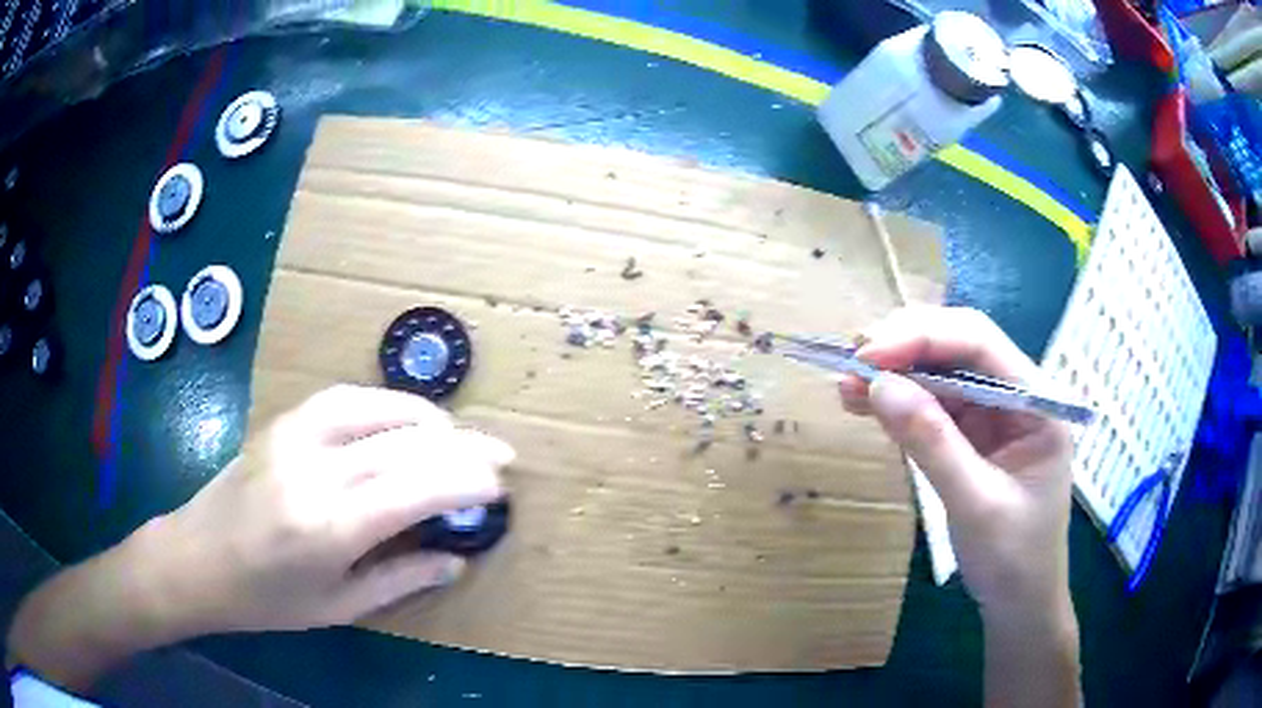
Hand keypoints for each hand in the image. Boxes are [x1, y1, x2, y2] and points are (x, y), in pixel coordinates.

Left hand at [9, 385, 513, 689]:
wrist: (195, 558)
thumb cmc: (265, 600)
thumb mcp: (337, 607)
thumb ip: (401, 580)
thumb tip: (454, 559)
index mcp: (328, 527)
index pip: (415, 489)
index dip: (465, 481)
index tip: (500, 485)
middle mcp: (314, 471)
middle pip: (404, 445)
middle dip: (461, 447)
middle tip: (502, 454)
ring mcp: (294, 437)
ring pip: (377, 410)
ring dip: (429, 419)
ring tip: (460, 436)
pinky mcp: (282, 423)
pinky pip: (345, 399)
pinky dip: (387, 404)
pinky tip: (406, 418)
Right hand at [838, 307, 1073, 614]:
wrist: (1019, 602)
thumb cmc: (1013, 559)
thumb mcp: (976, 505)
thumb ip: (933, 444)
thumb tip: (879, 387)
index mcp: (1038, 401)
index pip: (981, 343)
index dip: (924, 338)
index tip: (868, 355)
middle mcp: (1018, 395)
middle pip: (959, 347)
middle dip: (905, 349)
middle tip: (851, 362)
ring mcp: (994, 414)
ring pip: (941, 372)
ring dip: (894, 374)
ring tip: (846, 383)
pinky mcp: (972, 434)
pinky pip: (932, 405)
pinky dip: (898, 402)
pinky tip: (864, 404)